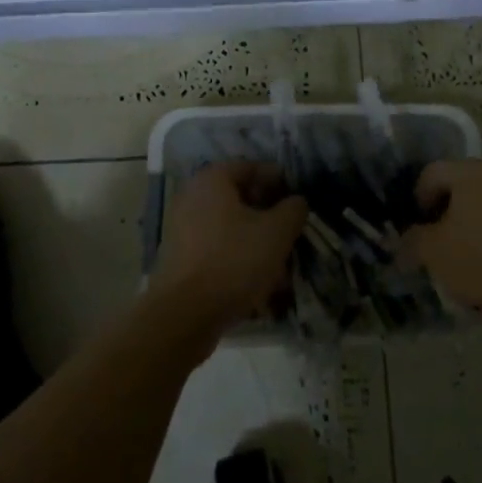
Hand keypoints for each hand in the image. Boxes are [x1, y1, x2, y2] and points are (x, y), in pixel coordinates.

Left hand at [151, 162, 306, 342]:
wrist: (184, 315)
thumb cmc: (234, 260)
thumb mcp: (277, 231)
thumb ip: (293, 209)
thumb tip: (296, 202)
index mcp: (212, 180)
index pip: (252, 168)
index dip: (279, 182)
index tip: (299, 202)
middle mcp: (193, 198)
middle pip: (241, 200)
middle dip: (270, 218)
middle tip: (292, 235)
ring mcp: (184, 230)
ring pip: (232, 230)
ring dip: (258, 244)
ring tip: (283, 269)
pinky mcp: (182, 260)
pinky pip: (219, 252)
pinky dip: (240, 262)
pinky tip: (261, 287)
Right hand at [404, 159, 481, 310]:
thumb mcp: (435, 252)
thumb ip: (413, 242)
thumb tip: (405, 241)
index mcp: (470, 171)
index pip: (432, 173)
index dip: (418, 200)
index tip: (418, 229)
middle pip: (463, 186)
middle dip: (448, 214)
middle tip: (441, 244)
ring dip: (475, 225)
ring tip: (470, 259)